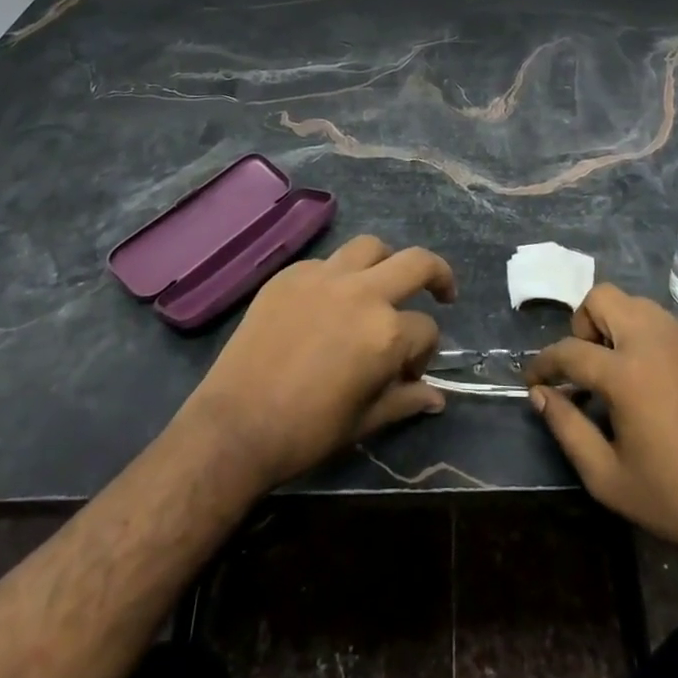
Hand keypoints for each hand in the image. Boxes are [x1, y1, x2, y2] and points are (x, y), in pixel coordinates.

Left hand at [176, 234, 455, 491]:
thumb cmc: (307, 431)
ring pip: (371, 246)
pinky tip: (327, 301)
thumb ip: (406, 400)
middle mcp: (363, 293)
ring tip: (382, 283)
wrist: (235, 425)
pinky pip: (326, 262)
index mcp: (387, 333)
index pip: (427, 329)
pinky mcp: (291, 274)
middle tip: (442, 291)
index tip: (409, 374)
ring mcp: (325, 276)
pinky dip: (338, 276)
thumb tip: (437, 397)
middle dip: (438, 274)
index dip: (424, 353)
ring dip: (386, 262)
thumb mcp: (365, 421)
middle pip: (417, 263)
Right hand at [526, 284, 677, 570]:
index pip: (569, 350)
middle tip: (585, 366)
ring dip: (617, 326)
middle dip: (582, 324)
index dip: (543, 363)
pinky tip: (656, 385)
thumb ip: (567, 428)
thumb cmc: (673, 500)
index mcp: (626, 373)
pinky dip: (649, 342)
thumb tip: (540, 395)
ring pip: (638, 305)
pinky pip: (668, 328)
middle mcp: (655, 342)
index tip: (533, 378)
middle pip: (603, 298)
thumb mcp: (607, 477)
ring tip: (618, 372)